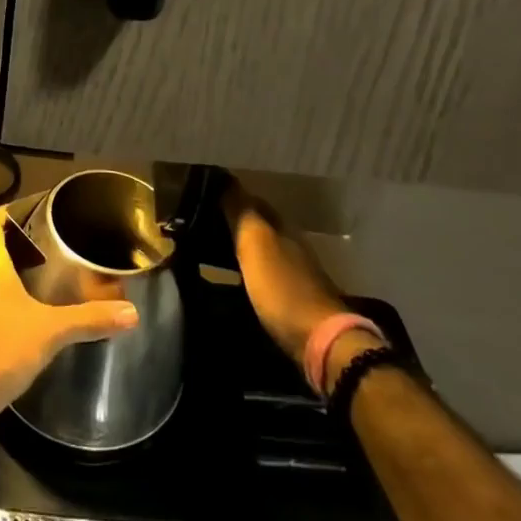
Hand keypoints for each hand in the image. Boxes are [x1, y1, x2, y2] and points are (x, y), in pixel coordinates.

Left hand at [0, 206, 140, 420]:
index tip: (29, 212)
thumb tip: (131, 312)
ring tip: (33, 283)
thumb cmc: (1, 349)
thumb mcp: (51, 331)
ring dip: (2, 276)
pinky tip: (14, 319)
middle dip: (12, 247)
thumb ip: (90, 319)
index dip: (6, 212)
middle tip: (44, 251)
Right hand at [221, 180, 356, 380]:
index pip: (252, 200)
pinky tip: (231, 278)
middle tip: (199, 223)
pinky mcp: (294, 300)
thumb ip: (241, 212)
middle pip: (258, 225)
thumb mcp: (256, 244)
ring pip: (261, 249)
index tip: (202, 196)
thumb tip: (224, 179)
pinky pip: (263, 274)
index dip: (229, 195)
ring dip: (239, 246)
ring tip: (208, 249)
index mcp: (282, 226)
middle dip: (232, 221)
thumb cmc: (283, 288)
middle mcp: (291, 244)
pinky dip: (247, 270)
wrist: (320, 341)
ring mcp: (295, 273)